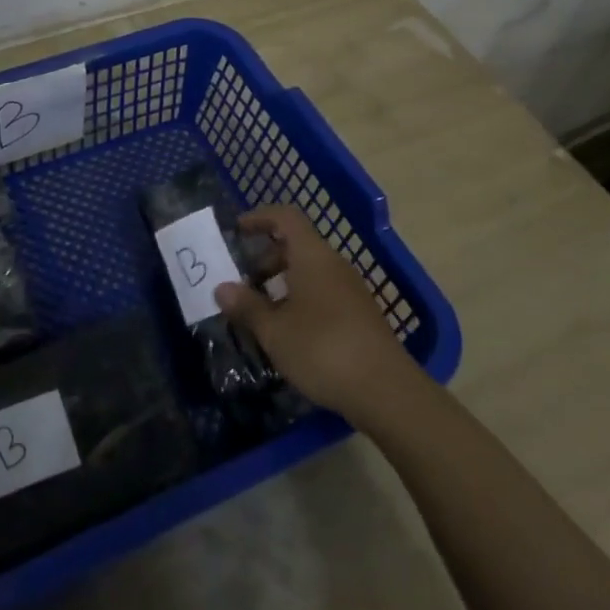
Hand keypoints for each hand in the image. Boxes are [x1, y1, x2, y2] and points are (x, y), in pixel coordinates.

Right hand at [214, 203, 414, 419]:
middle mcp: (333, 265)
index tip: (237, 230)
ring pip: (310, 271)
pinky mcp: (360, 315)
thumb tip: (221, 288)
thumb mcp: (275, 331)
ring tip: (261, 311)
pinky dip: (300, 299)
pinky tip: (289, 332)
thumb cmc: (323, 349)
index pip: (285, 217)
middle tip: (243, 283)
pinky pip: (323, 292)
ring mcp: (351, 290)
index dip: (260, 217)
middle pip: (296, 245)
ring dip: (282, 283)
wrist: (387, 392)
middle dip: (266, 259)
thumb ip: (246, 306)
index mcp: (312, 256)